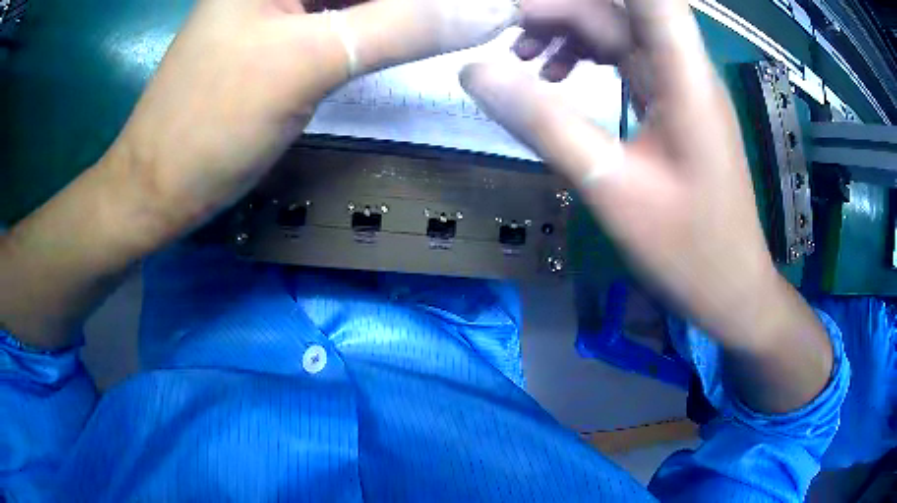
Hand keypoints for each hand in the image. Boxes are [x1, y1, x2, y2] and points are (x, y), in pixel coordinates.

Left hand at [0, 0, 519, 348]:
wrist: (157, 189)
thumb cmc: (209, 126)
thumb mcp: (306, 63)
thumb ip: (404, 26)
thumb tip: (495, 10)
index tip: (492, 6)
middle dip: (423, 4)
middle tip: (485, 16)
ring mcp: (278, 4)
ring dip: (408, 11)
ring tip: (462, 24)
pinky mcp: (281, 33)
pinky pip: (343, 16)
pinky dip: (380, 25)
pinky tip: (414, 34)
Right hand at [459, 0, 833, 411]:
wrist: (729, 288)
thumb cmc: (686, 248)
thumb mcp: (610, 186)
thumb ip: (543, 122)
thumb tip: (475, 71)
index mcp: (683, 72)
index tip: (532, 5)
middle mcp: (684, 65)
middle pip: (618, 10)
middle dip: (558, 11)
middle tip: (502, 33)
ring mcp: (679, 85)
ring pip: (619, 32)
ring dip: (569, 33)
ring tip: (521, 57)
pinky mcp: (672, 105)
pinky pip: (625, 61)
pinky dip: (587, 59)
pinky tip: (557, 79)